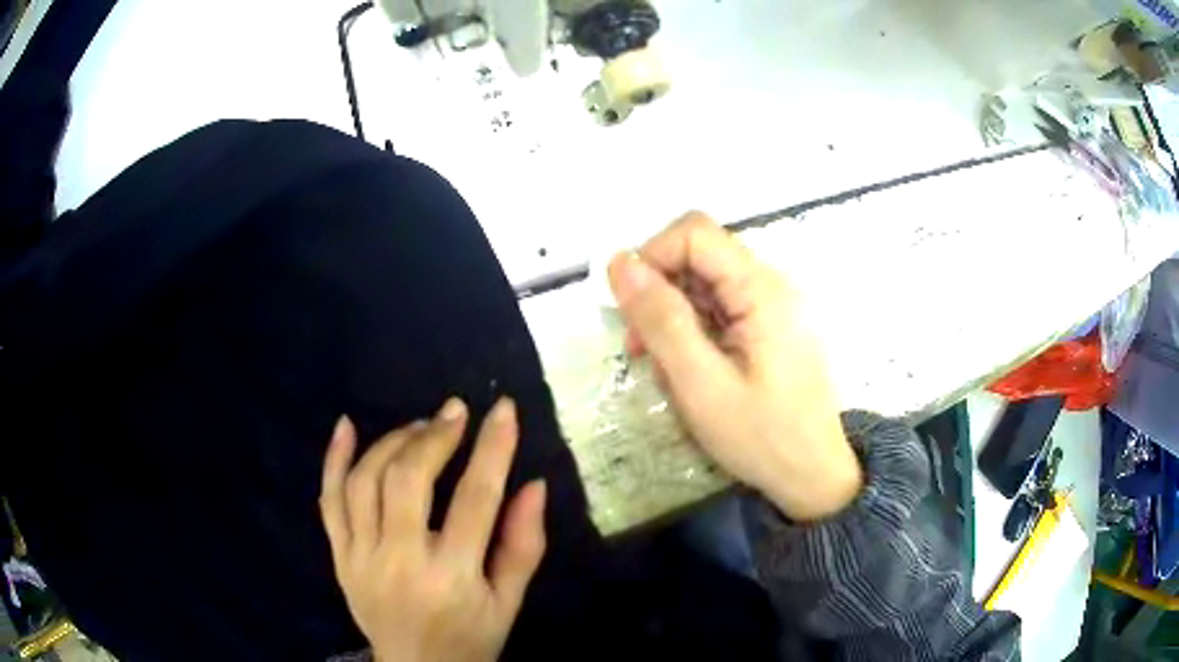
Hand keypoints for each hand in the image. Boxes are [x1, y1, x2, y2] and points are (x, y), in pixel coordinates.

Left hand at [319, 397, 546, 661]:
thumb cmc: (471, 639)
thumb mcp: (510, 603)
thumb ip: (524, 546)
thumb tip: (533, 485)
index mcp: (452, 577)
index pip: (475, 500)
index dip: (492, 448)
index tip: (504, 408)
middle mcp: (400, 561)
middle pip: (408, 481)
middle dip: (435, 437)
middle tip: (455, 412)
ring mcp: (361, 558)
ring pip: (365, 482)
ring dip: (393, 442)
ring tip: (420, 427)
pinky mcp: (338, 557)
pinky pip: (329, 500)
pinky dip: (334, 459)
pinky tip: (346, 424)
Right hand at [607, 213, 861, 521]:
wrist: (814, 476)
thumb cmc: (761, 437)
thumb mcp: (700, 384)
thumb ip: (661, 319)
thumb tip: (620, 262)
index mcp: (761, 289)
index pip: (694, 233)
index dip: (653, 256)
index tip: (631, 309)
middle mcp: (770, 284)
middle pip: (699, 254)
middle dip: (660, 290)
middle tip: (642, 348)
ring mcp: (772, 305)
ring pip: (705, 281)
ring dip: (673, 313)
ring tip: (663, 365)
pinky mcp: (770, 325)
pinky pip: (721, 307)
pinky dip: (694, 329)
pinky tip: (689, 368)